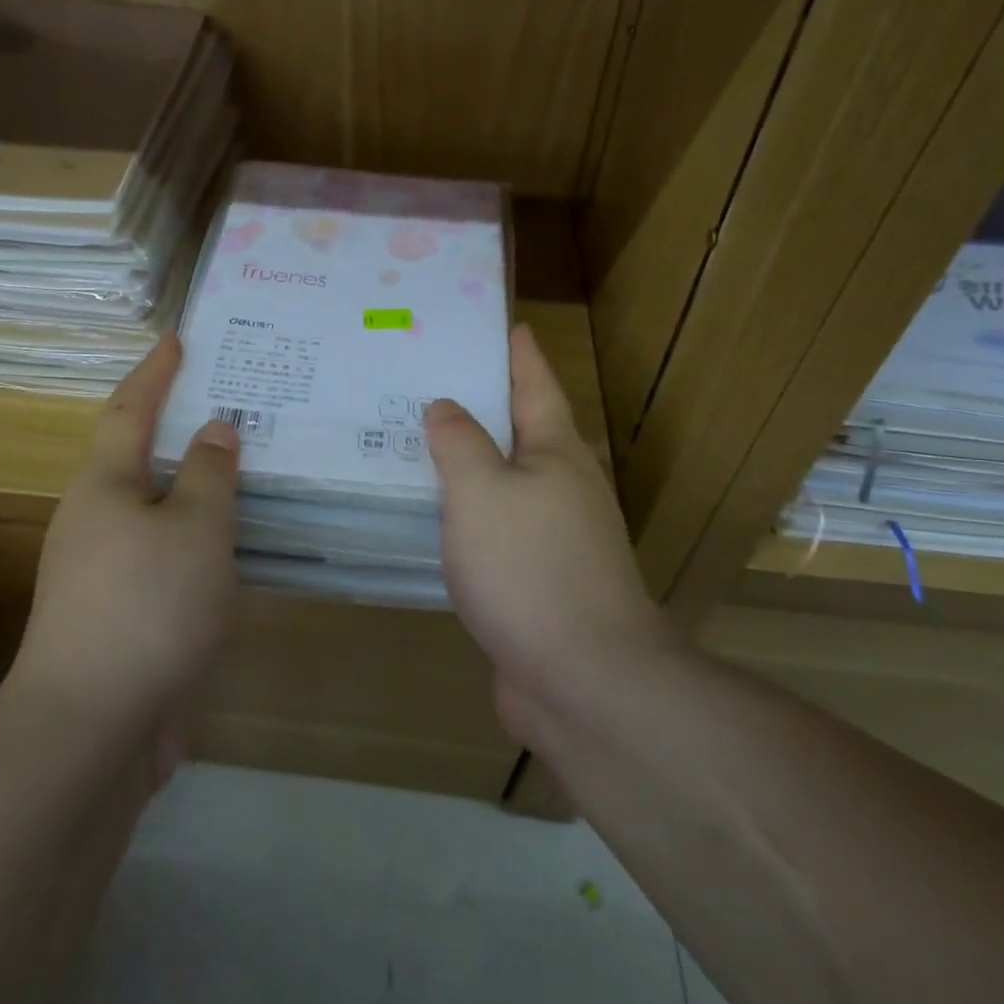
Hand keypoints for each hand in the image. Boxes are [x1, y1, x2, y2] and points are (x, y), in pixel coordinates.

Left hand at [6, 332, 241, 739]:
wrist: (92, 728)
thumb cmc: (148, 608)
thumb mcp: (197, 530)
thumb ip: (211, 474)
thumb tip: (214, 430)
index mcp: (105, 486)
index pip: (131, 409)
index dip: (156, 371)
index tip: (176, 338)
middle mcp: (94, 519)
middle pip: (140, 457)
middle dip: (180, 429)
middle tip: (230, 405)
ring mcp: (102, 571)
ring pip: (157, 511)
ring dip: (193, 489)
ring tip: (242, 471)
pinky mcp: (120, 614)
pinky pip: (165, 555)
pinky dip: (196, 539)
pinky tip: (231, 548)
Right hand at [426, 324, 676, 745]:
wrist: (585, 681)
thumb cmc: (530, 568)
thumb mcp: (482, 491)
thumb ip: (459, 443)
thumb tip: (446, 407)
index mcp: (556, 453)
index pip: (535, 384)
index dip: (517, 352)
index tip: (500, 323)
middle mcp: (562, 487)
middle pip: (520, 430)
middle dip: (482, 403)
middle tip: (429, 378)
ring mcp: (553, 537)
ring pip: (503, 482)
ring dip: (469, 461)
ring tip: (418, 440)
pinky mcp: (536, 580)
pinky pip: (493, 528)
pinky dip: (464, 512)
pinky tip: (432, 516)